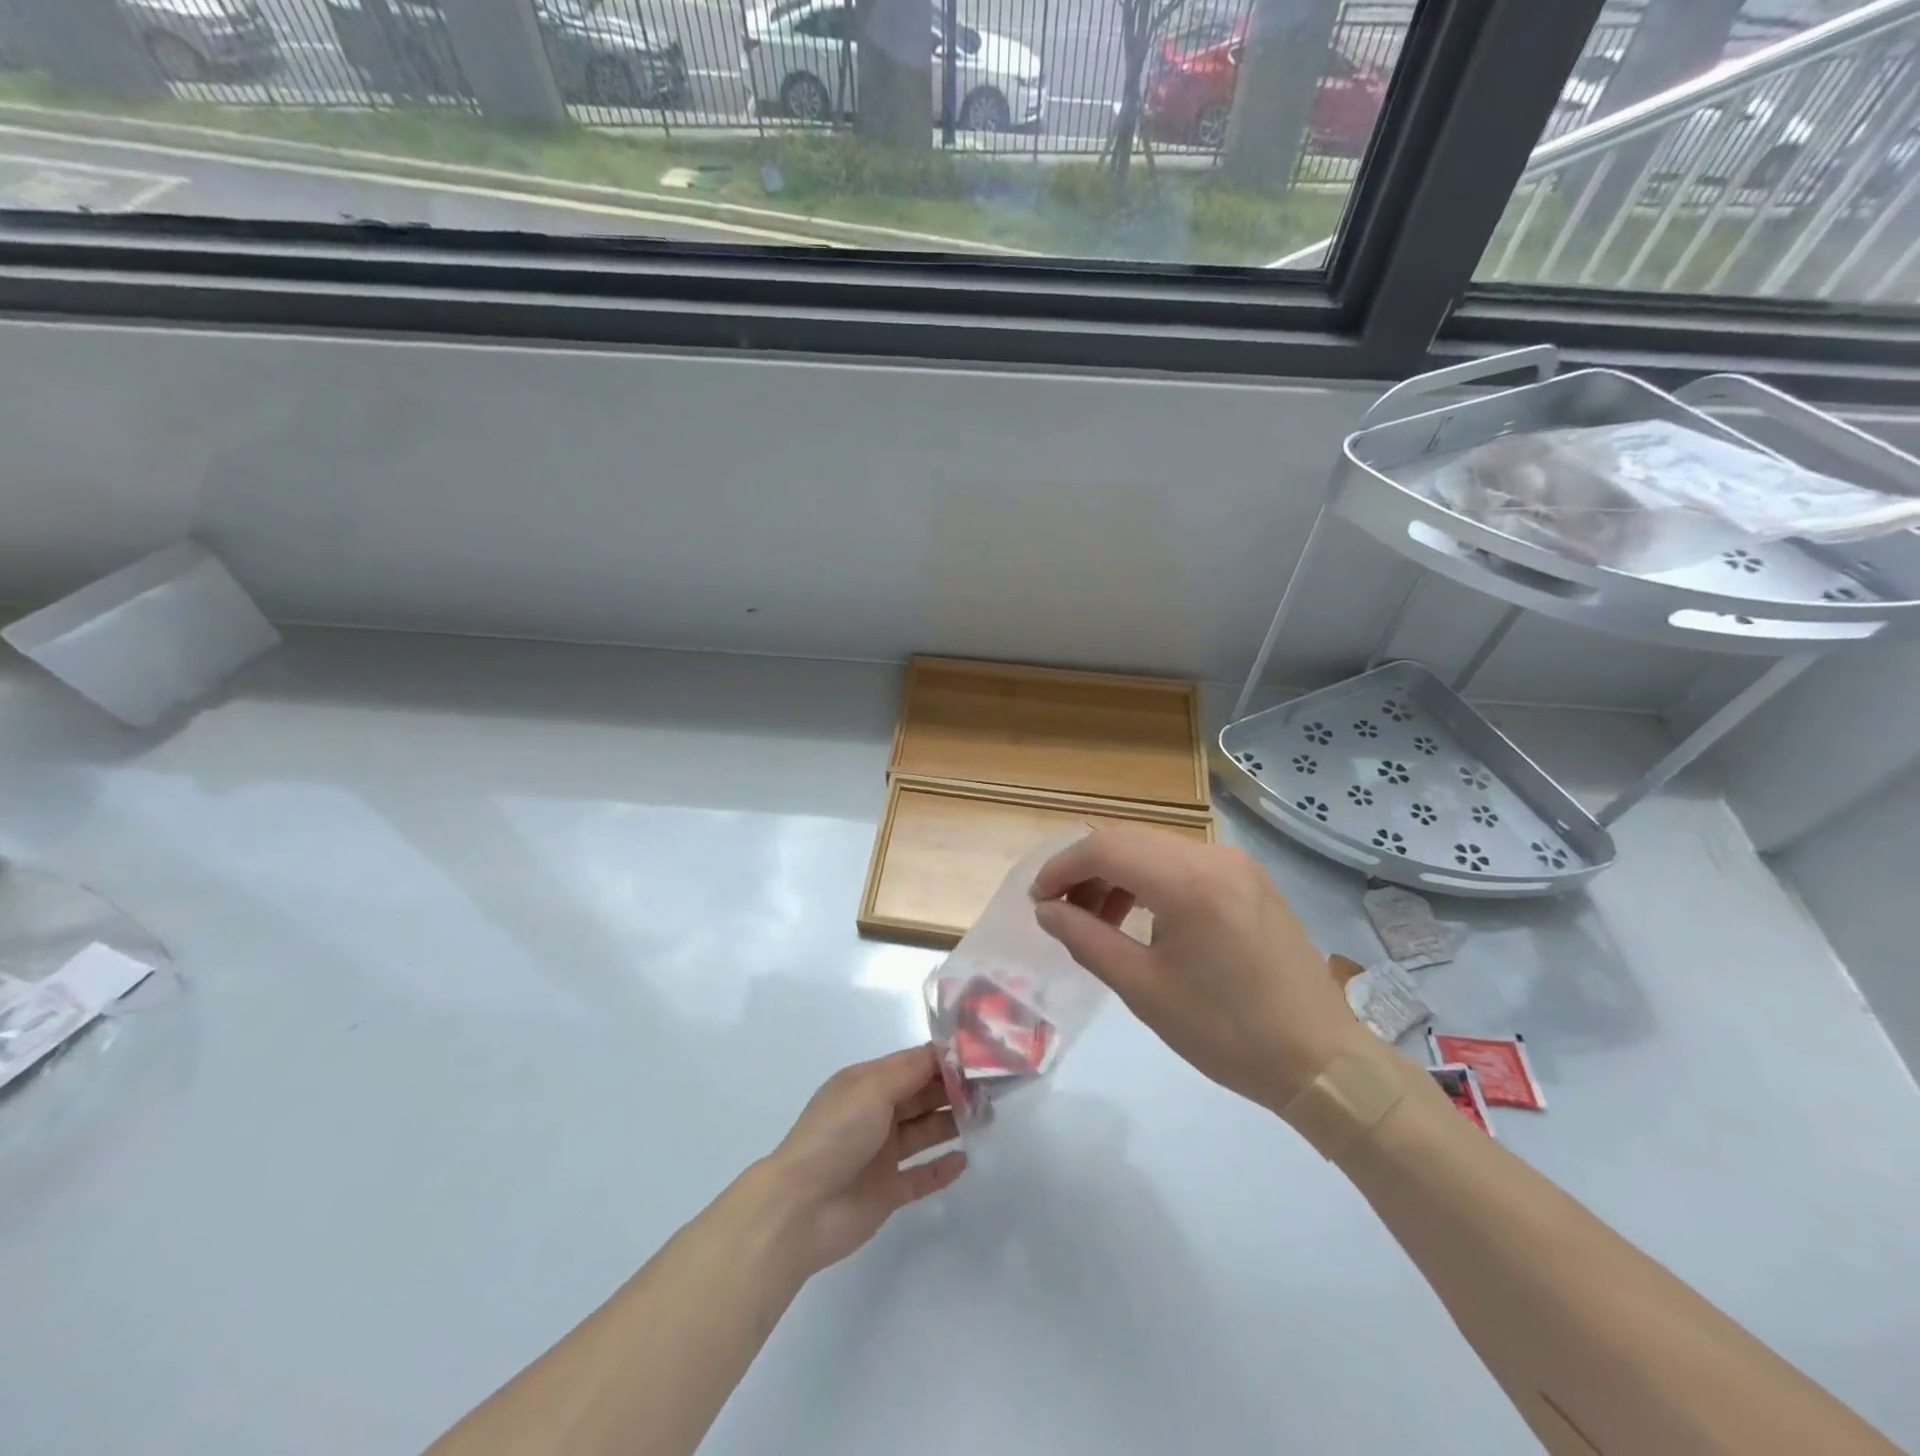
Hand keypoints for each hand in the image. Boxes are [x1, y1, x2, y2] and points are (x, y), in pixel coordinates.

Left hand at [765, 1046, 966, 1274]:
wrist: (801, 1207)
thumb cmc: (836, 1134)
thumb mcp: (873, 1088)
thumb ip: (912, 1070)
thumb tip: (946, 1051)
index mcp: (868, 1084)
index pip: (914, 1064)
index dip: (945, 1060)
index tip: (982, 1057)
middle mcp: (876, 1114)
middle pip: (923, 1096)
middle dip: (954, 1090)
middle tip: (994, 1090)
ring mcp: (882, 1154)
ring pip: (925, 1132)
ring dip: (953, 1124)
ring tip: (987, 1120)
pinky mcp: (887, 1191)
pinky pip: (921, 1175)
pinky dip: (942, 1168)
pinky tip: (965, 1161)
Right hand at [1031, 828, 1372, 1112]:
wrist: (1321, 1061)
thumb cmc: (1226, 1031)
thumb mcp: (1144, 989)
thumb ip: (1087, 939)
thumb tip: (1047, 911)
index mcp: (1188, 881)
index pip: (1105, 849)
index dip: (1062, 868)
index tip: (1037, 900)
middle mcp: (1214, 857)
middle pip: (1130, 843)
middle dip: (1086, 871)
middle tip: (1059, 911)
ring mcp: (1238, 865)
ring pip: (1157, 851)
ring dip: (1118, 876)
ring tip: (1096, 919)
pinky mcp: (1251, 881)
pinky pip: (1185, 866)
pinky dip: (1151, 883)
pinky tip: (1140, 918)